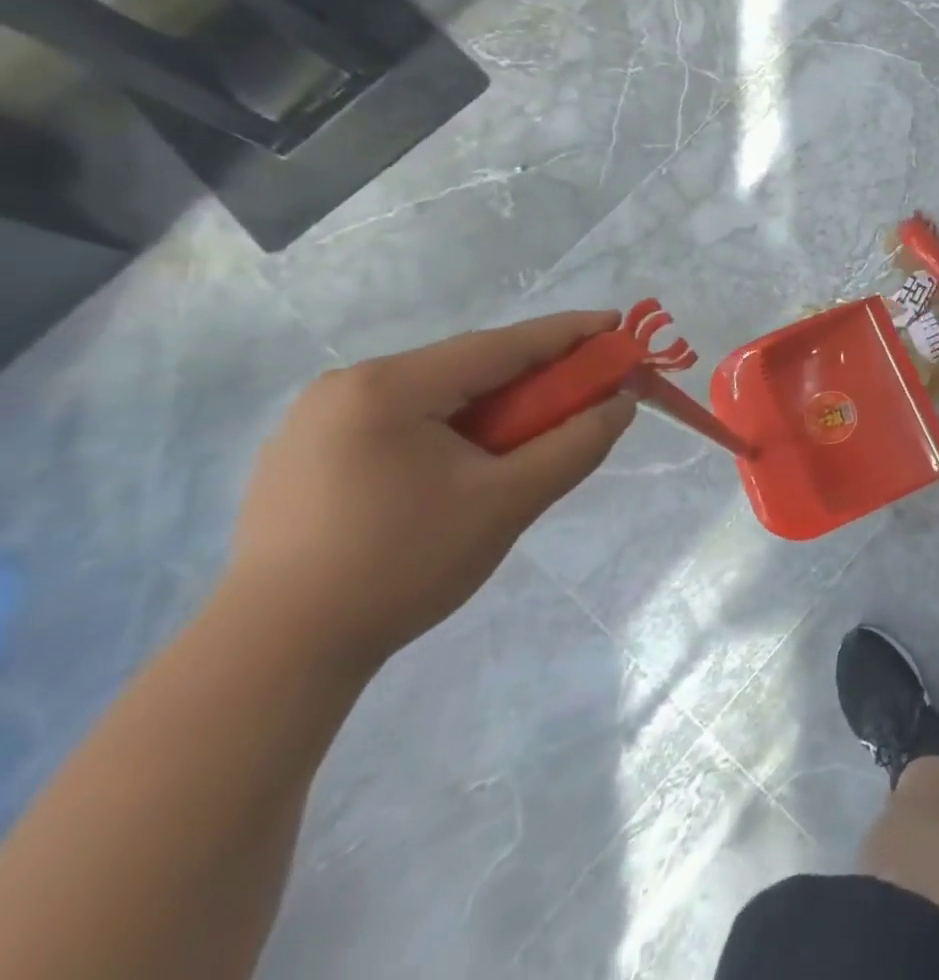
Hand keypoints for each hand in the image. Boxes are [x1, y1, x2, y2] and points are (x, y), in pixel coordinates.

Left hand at [228, 312, 637, 663]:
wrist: (276, 655)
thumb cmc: (403, 566)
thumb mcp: (510, 501)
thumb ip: (576, 444)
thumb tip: (621, 403)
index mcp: (391, 387)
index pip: (501, 345)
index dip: (568, 333)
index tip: (617, 324)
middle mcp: (348, 386)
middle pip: (466, 367)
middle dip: (533, 375)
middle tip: (585, 390)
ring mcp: (316, 420)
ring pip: (434, 394)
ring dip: (493, 403)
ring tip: (532, 432)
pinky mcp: (304, 454)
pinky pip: (401, 419)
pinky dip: (451, 426)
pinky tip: (468, 460)